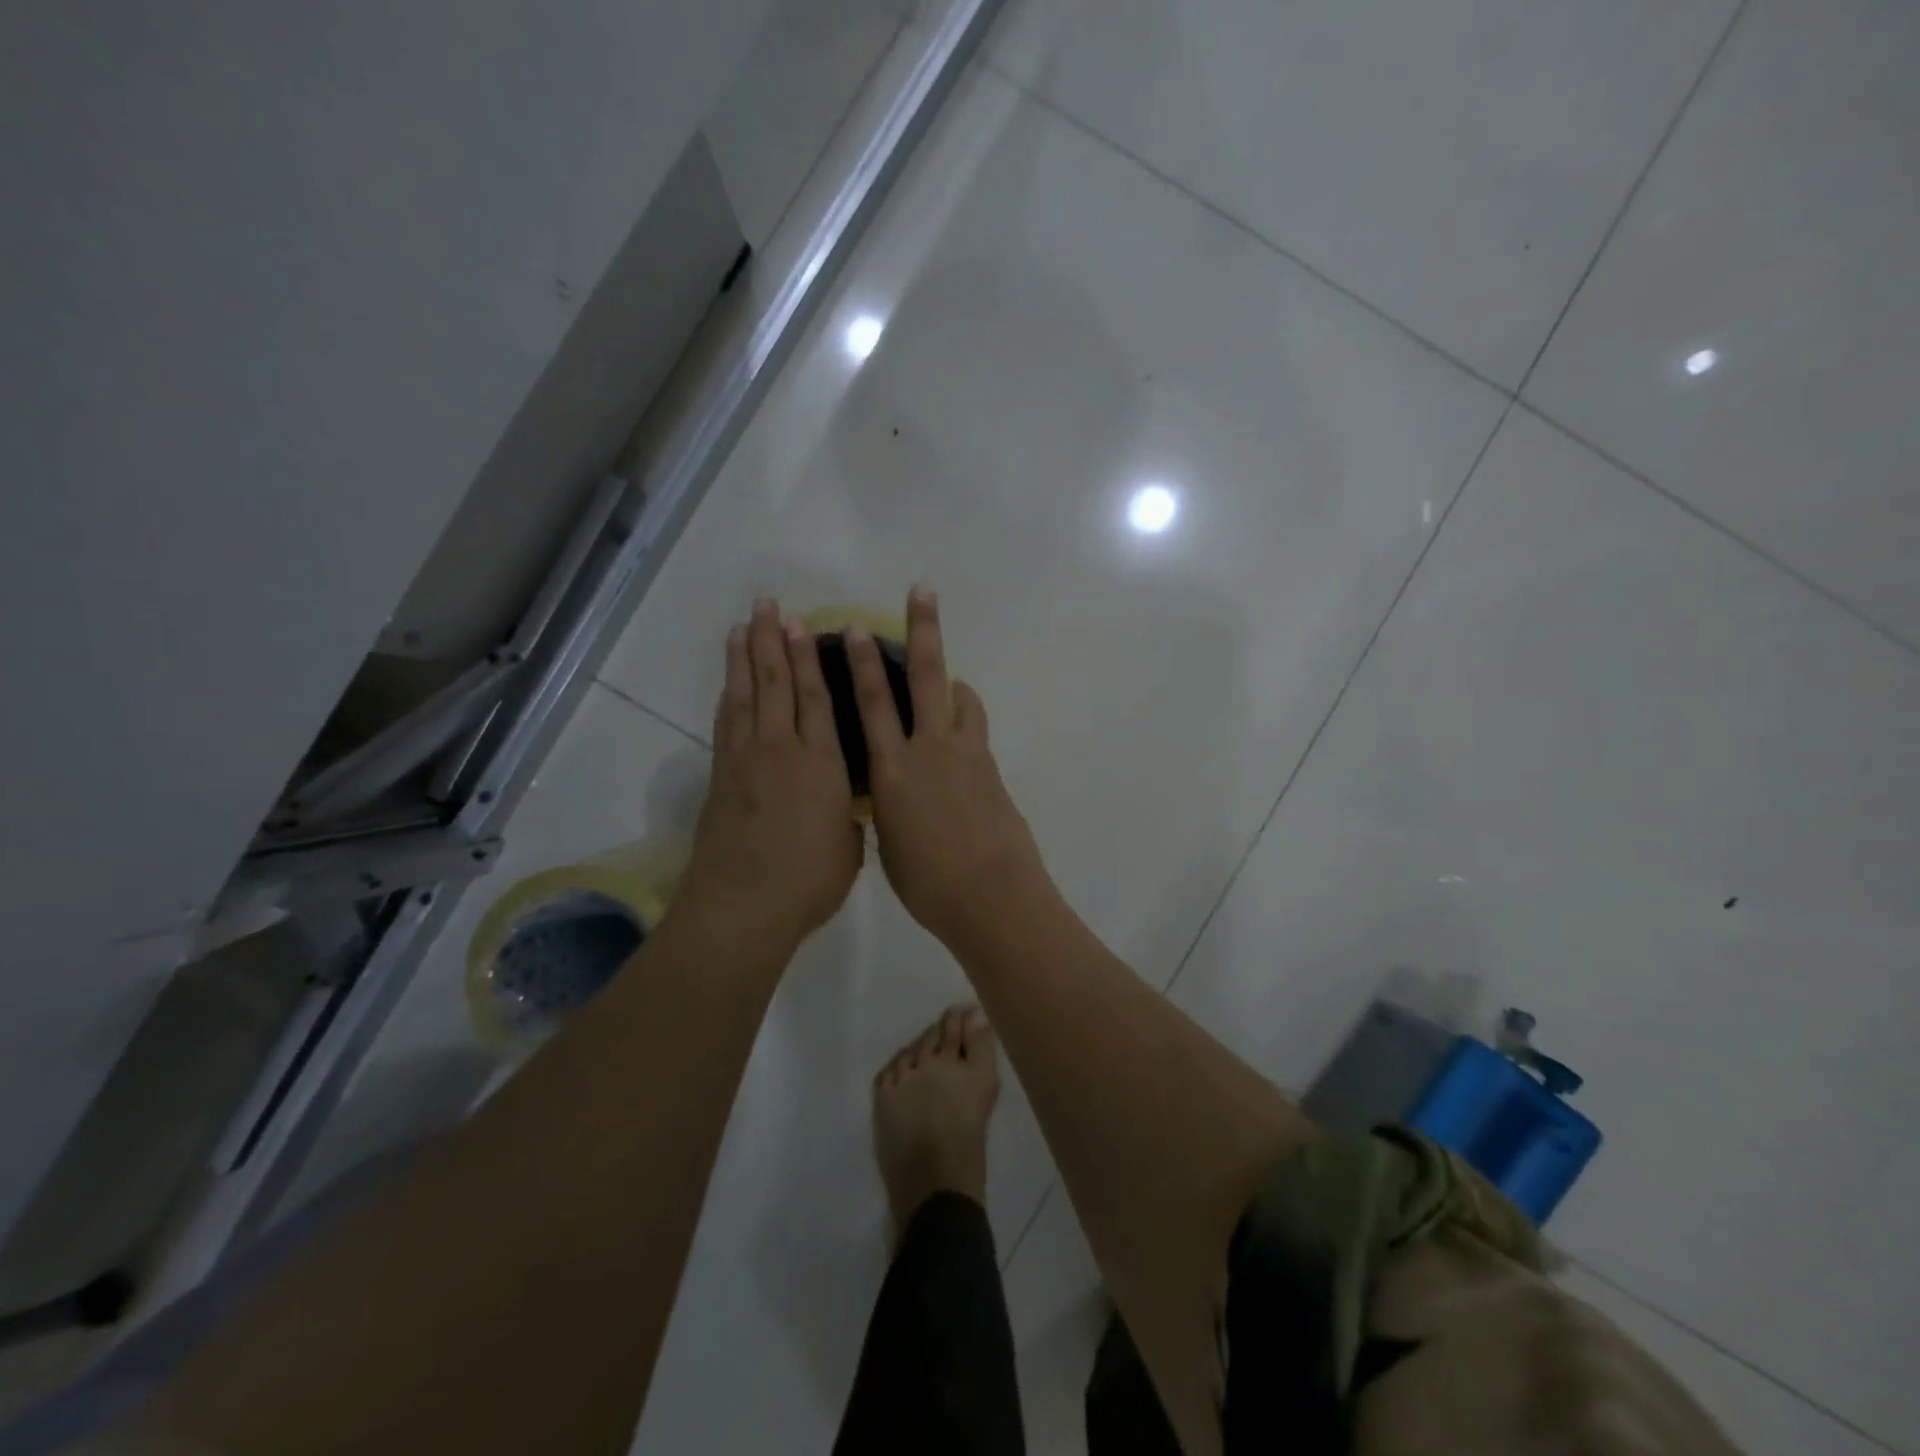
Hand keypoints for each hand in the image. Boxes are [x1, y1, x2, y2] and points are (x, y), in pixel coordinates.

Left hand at [678, 599, 863, 952]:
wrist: (745, 905)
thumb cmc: (809, 880)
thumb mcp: (849, 847)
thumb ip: (848, 816)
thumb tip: (844, 805)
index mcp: (822, 763)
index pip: (816, 698)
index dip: (809, 659)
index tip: (804, 625)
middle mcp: (782, 750)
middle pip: (775, 684)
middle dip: (772, 641)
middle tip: (767, 605)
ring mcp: (746, 761)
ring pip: (745, 696)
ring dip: (744, 658)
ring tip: (742, 625)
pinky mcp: (721, 777)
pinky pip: (725, 723)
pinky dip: (728, 697)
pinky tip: (729, 682)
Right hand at [846, 588, 1047, 948]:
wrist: (992, 898)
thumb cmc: (929, 885)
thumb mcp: (890, 846)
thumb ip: (888, 809)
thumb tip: (893, 796)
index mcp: (891, 772)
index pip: (872, 705)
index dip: (861, 664)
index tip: (855, 628)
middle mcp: (928, 750)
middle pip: (925, 677)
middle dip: (922, 631)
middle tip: (922, 592)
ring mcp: (967, 755)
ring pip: (959, 698)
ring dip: (951, 678)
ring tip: (946, 674)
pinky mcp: (992, 767)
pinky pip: (975, 730)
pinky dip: (965, 718)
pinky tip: (959, 732)